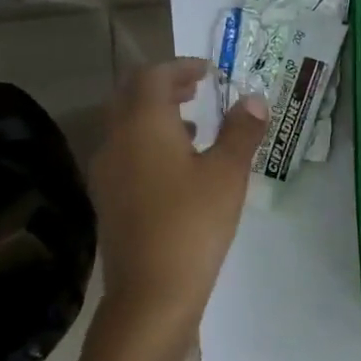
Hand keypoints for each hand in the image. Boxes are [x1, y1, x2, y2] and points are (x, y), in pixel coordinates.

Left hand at [88, 58, 266, 345]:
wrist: (151, 294)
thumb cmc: (193, 225)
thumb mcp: (227, 173)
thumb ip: (241, 131)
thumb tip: (254, 99)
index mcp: (143, 124)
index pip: (154, 76)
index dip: (182, 67)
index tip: (210, 71)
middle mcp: (116, 140)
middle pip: (132, 96)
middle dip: (165, 86)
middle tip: (199, 89)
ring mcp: (106, 172)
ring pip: (126, 125)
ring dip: (156, 115)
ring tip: (195, 125)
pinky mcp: (108, 199)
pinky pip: (125, 152)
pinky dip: (149, 143)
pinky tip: (178, 167)